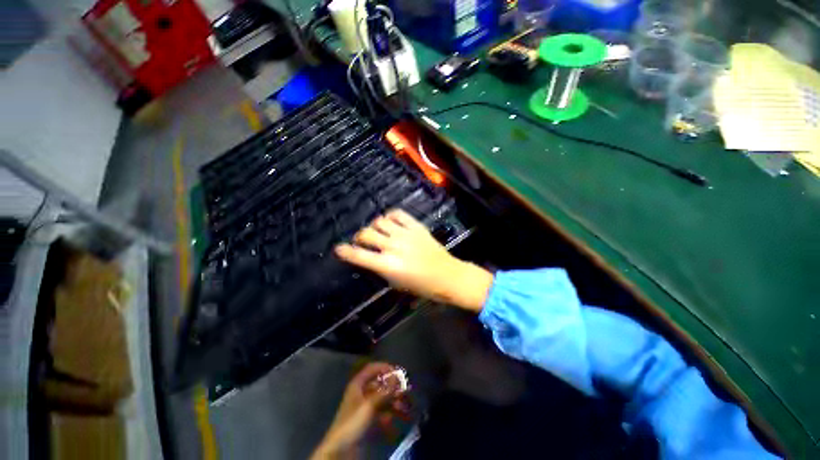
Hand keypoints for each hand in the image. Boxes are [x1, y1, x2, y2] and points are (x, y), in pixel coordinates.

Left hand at [311, 363, 408, 458]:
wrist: (341, 450)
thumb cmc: (353, 422)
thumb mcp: (370, 404)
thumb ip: (385, 390)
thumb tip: (398, 376)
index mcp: (358, 384)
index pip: (372, 368)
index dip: (384, 367)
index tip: (398, 372)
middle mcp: (361, 392)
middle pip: (379, 384)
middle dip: (393, 387)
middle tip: (405, 391)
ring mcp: (365, 407)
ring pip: (382, 398)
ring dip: (394, 401)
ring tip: (404, 407)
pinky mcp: (368, 420)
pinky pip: (382, 412)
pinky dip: (389, 414)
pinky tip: (394, 419)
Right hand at [334, 209, 493, 311]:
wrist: (448, 275)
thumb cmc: (422, 286)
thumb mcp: (397, 283)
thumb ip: (381, 269)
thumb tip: (369, 257)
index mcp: (389, 265)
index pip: (360, 256)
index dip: (345, 252)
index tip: (338, 249)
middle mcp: (394, 246)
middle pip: (367, 233)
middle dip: (359, 237)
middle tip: (362, 241)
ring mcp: (406, 234)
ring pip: (380, 221)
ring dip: (374, 226)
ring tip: (378, 232)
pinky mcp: (417, 226)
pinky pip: (398, 214)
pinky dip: (390, 216)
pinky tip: (390, 222)